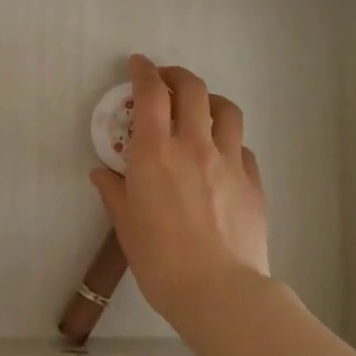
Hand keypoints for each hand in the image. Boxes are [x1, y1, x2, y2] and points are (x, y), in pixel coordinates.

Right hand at [89, 54, 270, 324]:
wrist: (219, 292)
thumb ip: (114, 192)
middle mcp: (194, 145)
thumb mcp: (126, 225)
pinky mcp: (253, 182)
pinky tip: (221, 157)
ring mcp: (229, 161)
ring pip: (226, 110)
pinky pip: (242, 147)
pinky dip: (228, 141)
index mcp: (156, 151)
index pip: (150, 93)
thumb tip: (102, 174)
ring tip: (200, 109)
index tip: (138, 64)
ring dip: (210, 100)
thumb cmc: (160, 260)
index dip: (144, 71)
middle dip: (177, 75)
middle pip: (192, 89)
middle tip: (166, 80)